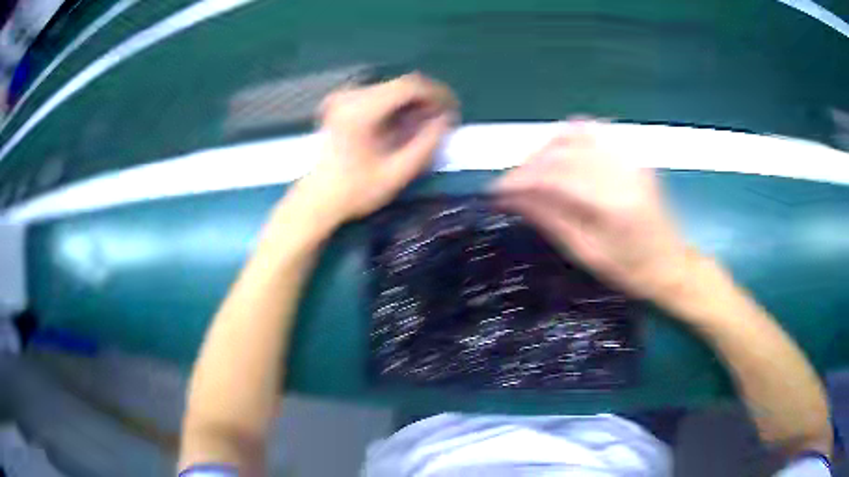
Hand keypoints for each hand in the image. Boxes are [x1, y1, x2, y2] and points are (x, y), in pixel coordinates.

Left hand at [293, 73, 457, 226]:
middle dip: (426, 99)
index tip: (453, 109)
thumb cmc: (356, 192)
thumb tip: (446, 119)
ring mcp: (343, 97)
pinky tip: (403, 123)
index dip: (436, 93)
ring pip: (392, 88)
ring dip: (413, 102)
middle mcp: (350, 96)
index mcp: (361, 111)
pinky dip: (397, 105)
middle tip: (441, 120)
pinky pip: (379, 94)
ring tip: (425, 124)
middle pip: (401, 84)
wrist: (317, 198)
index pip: (409, 86)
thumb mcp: (397, 173)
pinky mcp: (341, 102)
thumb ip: (426, 144)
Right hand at [495, 121, 690, 300]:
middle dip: (527, 165)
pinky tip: (557, 153)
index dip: (519, 180)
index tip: (494, 191)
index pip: (553, 176)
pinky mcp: (631, 155)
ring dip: (544, 150)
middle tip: (509, 186)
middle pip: (561, 151)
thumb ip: (550, 219)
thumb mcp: (586, 253)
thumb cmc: (630, 270)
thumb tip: (512, 198)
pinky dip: (568, 138)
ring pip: (574, 135)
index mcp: (611, 203)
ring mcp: (628, 157)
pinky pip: (593, 132)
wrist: (670, 263)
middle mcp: (620, 170)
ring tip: (531, 172)